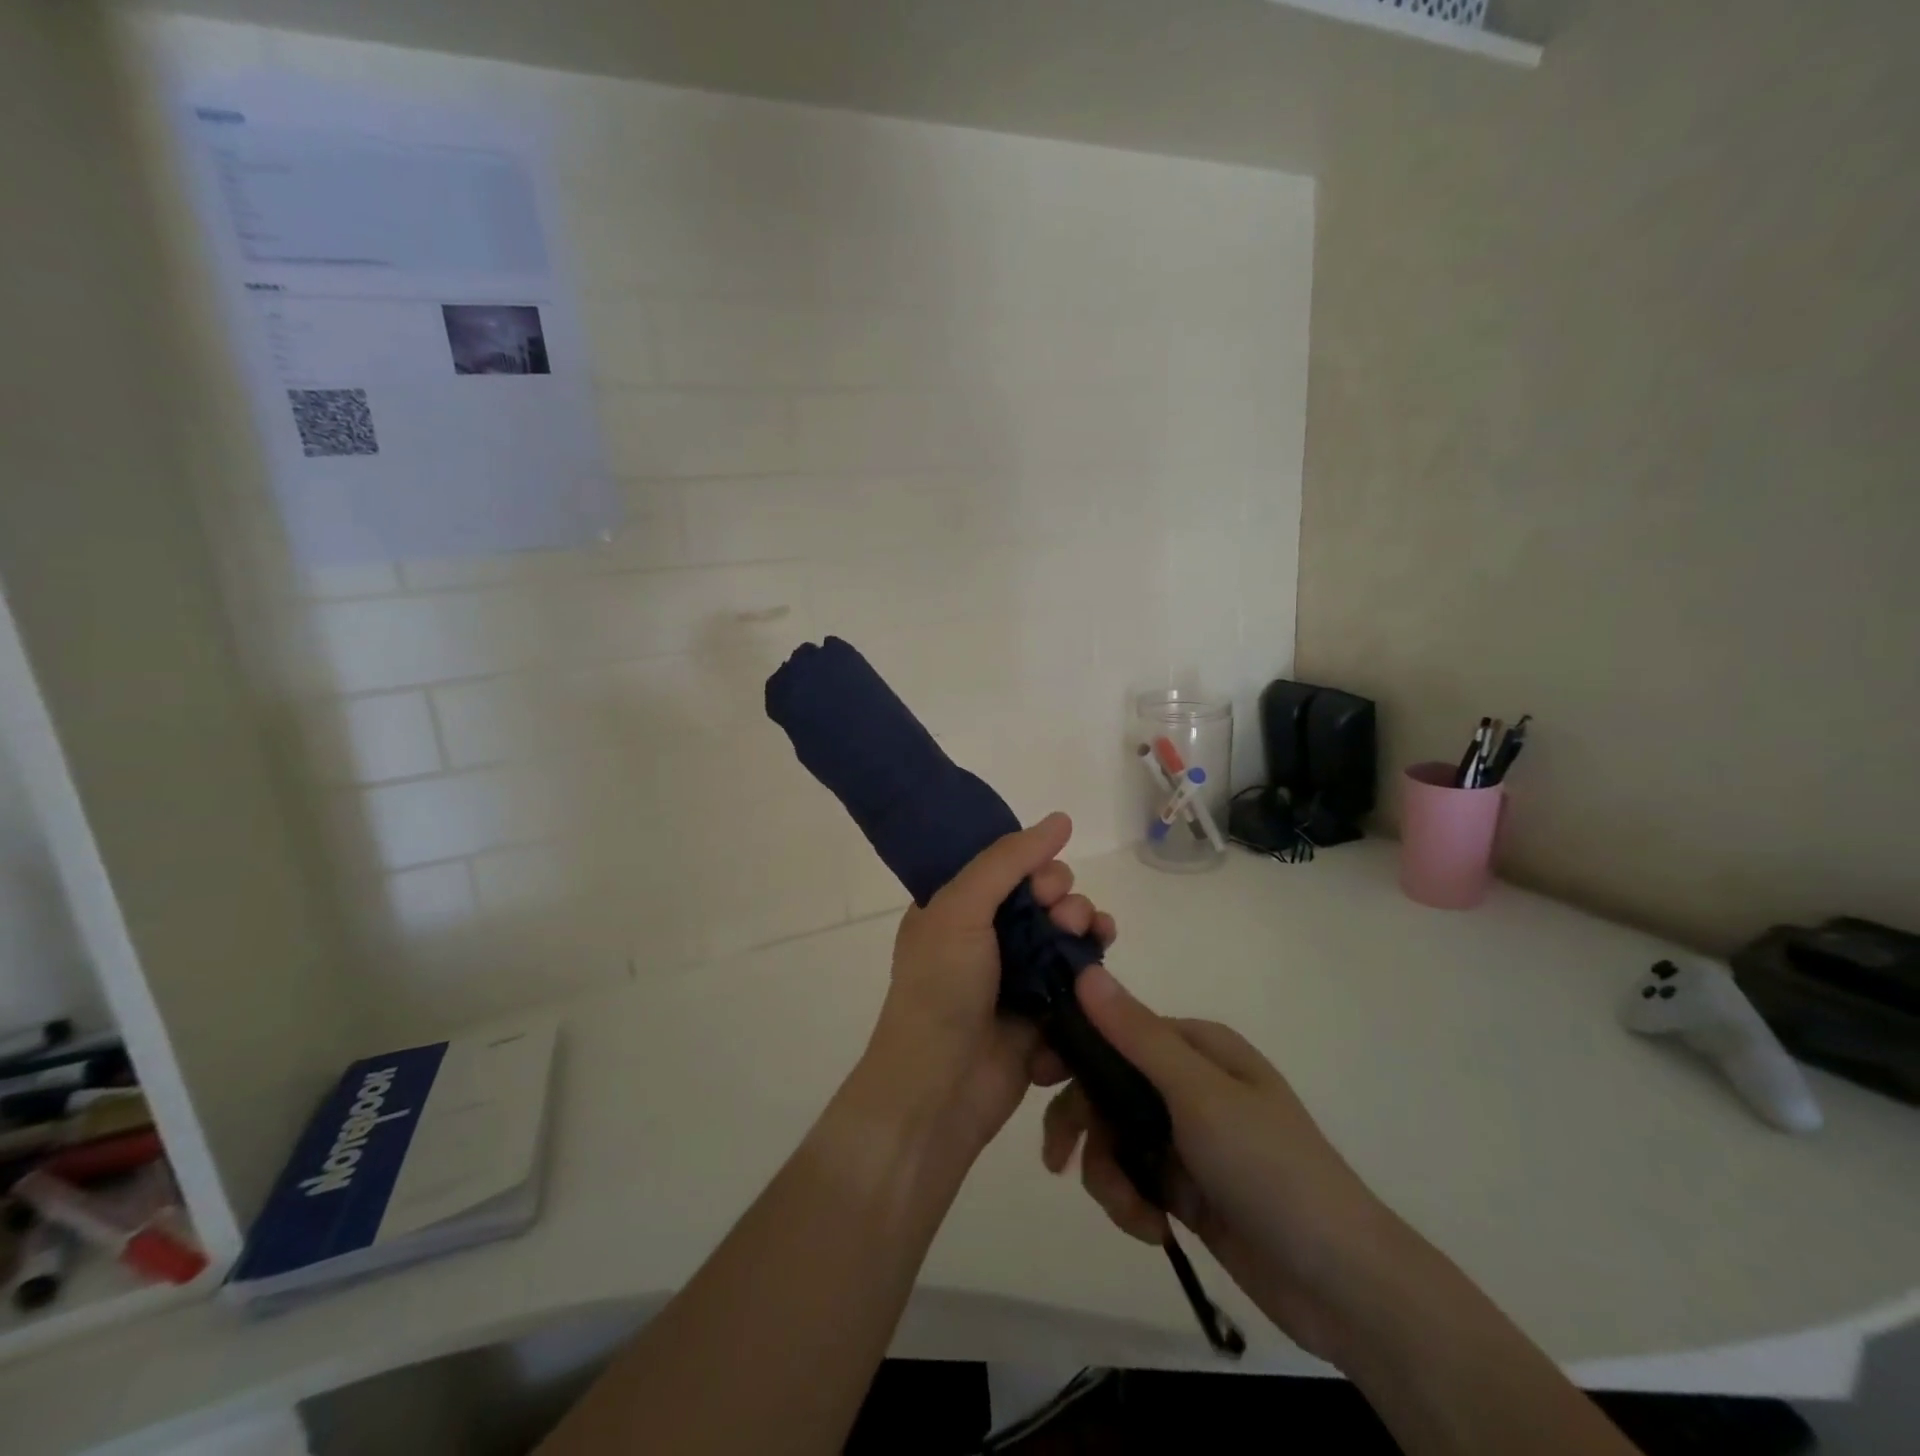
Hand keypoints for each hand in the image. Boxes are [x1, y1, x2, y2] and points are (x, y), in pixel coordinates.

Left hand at [862, 812, 1114, 1161]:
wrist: (939, 1089)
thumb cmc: (941, 988)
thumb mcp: (961, 908)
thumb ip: (1007, 860)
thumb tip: (1061, 819)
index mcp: (957, 909)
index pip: (1008, 870)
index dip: (1035, 868)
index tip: (1045, 884)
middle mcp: (985, 939)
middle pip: (1044, 901)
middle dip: (1065, 899)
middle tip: (1065, 915)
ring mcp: (1015, 979)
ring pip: (1066, 937)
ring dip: (1086, 927)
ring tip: (1094, 935)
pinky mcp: (1042, 1016)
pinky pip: (1077, 980)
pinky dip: (1092, 968)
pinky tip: (1101, 964)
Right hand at [1041, 967, 1411, 1361]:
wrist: (1341, 1282)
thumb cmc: (1270, 1168)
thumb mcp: (1198, 1095)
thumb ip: (1136, 1036)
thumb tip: (1086, 971)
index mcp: (1196, 1047)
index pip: (1115, 1029)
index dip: (1072, 1050)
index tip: (1033, 1079)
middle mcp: (1187, 1082)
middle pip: (1107, 1087)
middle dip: (1083, 1124)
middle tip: (1056, 1159)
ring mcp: (1186, 1136)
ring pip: (1114, 1137)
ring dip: (1110, 1175)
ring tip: (1133, 1214)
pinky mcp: (1186, 1186)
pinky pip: (1134, 1178)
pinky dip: (1132, 1203)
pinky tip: (1153, 1230)